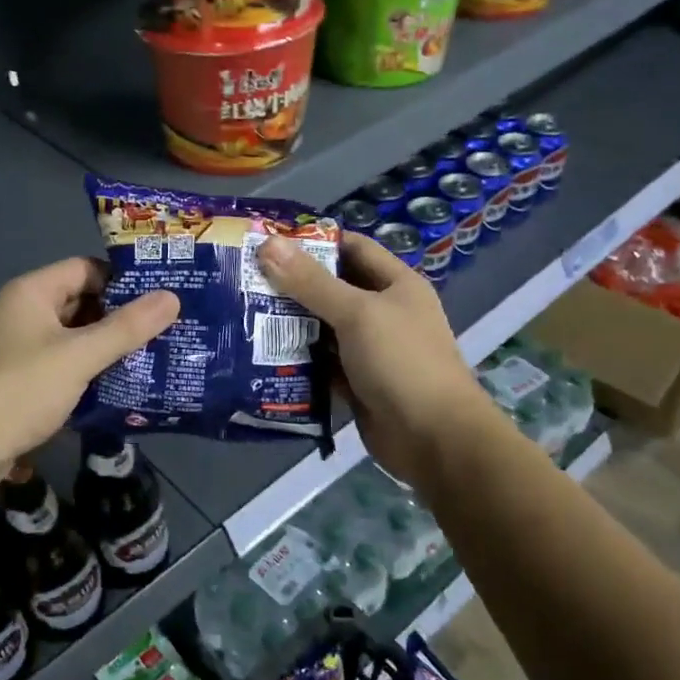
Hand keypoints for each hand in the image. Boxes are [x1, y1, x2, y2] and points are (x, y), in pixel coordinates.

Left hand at [0, 258, 178, 495]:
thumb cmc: (19, 390)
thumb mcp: (78, 356)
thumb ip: (126, 328)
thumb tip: (173, 297)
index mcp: (34, 292)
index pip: (86, 268)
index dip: (124, 279)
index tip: (165, 294)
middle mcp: (27, 313)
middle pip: (84, 303)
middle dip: (123, 316)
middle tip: (171, 326)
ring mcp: (24, 348)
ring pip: (77, 337)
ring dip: (111, 347)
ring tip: (159, 354)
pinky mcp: (26, 381)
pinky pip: (68, 366)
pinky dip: (94, 372)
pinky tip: (128, 384)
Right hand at [256, 232, 506, 489]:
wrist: (433, 438)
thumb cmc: (401, 362)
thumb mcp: (356, 313)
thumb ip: (311, 282)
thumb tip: (268, 243)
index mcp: (396, 285)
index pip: (352, 249)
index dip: (315, 242)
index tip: (269, 242)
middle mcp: (384, 313)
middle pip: (333, 289)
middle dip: (293, 285)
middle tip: (246, 281)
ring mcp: (370, 350)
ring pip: (324, 329)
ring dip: (291, 325)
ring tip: (245, 314)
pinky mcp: (356, 383)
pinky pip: (322, 365)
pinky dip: (299, 361)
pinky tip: (262, 356)